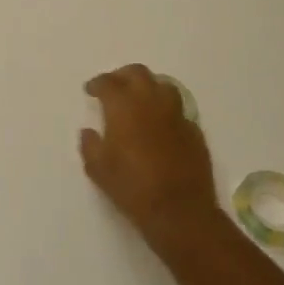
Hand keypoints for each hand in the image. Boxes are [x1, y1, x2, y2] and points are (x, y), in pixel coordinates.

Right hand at [80, 65, 221, 258]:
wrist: (179, 210)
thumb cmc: (132, 187)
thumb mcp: (98, 169)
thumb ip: (90, 145)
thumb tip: (89, 132)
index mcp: (124, 107)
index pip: (108, 82)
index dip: (97, 83)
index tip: (91, 91)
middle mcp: (151, 102)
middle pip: (138, 73)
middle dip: (122, 76)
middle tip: (114, 87)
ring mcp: (177, 115)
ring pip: (163, 86)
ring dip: (148, 87)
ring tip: (139, 100)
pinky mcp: (194, 131)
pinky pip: (178, 110)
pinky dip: (166, 110)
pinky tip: (160, 125)